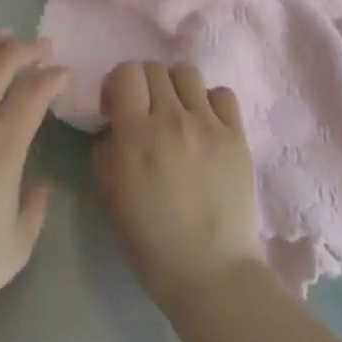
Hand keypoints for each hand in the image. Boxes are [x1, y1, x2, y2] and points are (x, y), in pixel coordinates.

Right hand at [92, 61, 263, 307]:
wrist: (212, 273)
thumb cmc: (152, 243)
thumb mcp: (110, 198)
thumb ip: (105, 153)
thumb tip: (113, 129)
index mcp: (137, 135)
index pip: (126, 72)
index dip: (118, 84)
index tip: (117, 108)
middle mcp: (172, 119)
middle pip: (154, 67)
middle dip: (143, 84)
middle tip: (144, 111)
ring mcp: (208, 124)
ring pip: (187, 73)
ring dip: (175, 86)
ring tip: (176, 112)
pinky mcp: (236, 135)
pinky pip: (222, 93)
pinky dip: (209, 101)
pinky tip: (205, 124)